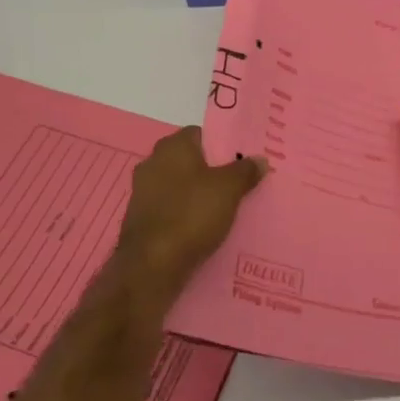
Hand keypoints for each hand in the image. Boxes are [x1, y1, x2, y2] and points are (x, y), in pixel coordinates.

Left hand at [114, 127, 264, 300]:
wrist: (151, 267)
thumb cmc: (191, 214)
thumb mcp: (229, 189)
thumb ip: (246, 170)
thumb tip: (259, 159)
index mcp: (172, 147)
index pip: (201, 134)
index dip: (223, 144)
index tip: (242, 160)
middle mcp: (152, 163)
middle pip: (191, 161)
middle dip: (212, 171)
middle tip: (239, 184)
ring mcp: (142, 192)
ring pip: (180, 186)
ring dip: (199, 195)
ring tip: (226, 209)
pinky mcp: (140, 220)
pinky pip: (171, 209)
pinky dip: (186, 215)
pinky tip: (204, 228)